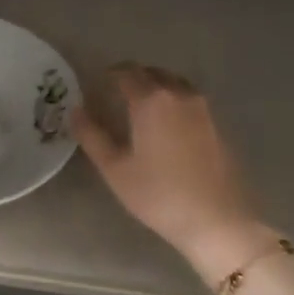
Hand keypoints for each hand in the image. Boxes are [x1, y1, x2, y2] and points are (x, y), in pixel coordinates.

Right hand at [71, 63, 273, 279]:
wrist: (217, 221)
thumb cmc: (158, 195)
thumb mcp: (115, 168)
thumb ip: (92, 135)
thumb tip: (75, 111)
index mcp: (151, 101)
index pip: (127, 73)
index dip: (109, 74)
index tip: (97, 83)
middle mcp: (179, 95)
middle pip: (153, 73)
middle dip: (133, 77)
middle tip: (116, 93)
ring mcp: (203, 110)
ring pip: (175, 84)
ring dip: (156, 86)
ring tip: (140, 106)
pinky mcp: (217, 126)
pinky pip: (189, 100)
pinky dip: (173, 101)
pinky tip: (165, 124)